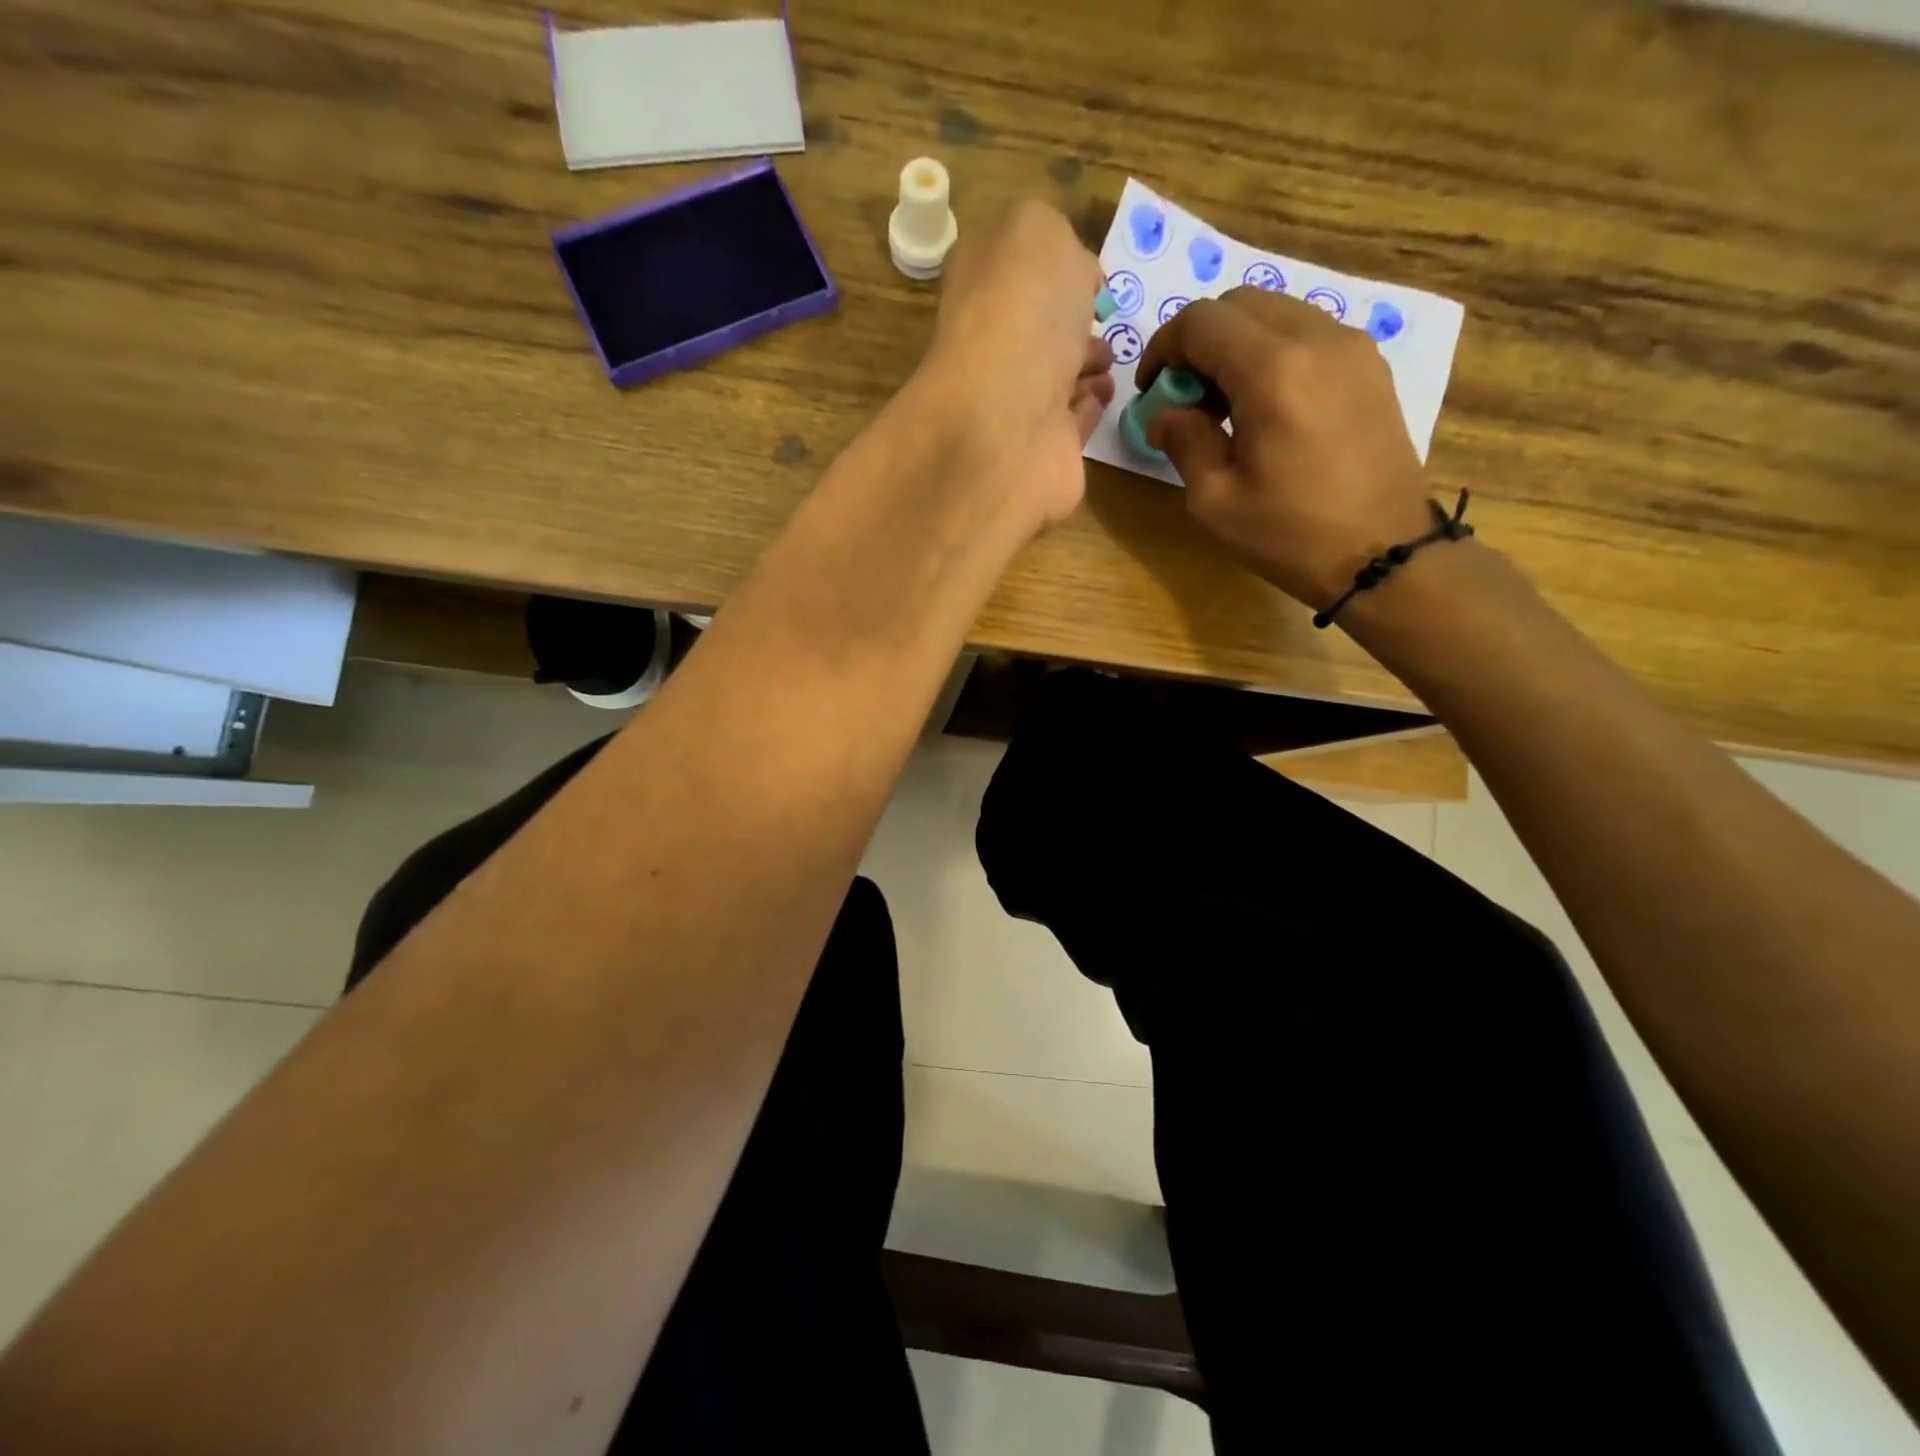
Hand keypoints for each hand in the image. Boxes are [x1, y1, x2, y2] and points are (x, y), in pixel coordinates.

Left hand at [913, 200, 1114, 536]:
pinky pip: (1068, 424)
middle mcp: (989, 347)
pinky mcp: (1040, 451)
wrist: (1009, 419)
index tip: (1087, 273)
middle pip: (1031, 329)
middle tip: (1102, 319)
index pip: (1009, 270)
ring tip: (1108, 360)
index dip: (1047, 267)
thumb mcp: (1035, 231)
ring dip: (1083, 366)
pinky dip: (1087, 409)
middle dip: (1069, 322)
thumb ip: (1050, 235)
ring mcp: (1012, 405)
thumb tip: (1071, 272)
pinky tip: (1101, 397)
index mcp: (978, 288)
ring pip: (1052, 379)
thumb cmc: (1021, 312)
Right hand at [1136, 287, 1434, 608]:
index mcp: (1272, 371)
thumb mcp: (1215, 500)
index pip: (1201, 321)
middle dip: (1199, 342)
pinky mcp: (1370, 366)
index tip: (1151, 390)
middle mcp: (1316, 339)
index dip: (1163, 348)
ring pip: (1277, 313)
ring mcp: (1352, 347)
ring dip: (1238, 345)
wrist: (1383, 553)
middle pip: (1240, 304)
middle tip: (1186, 397)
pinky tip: (1267, 407)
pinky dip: (1274, 352)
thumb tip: (1165, 415)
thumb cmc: (1290, 533)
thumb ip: (1183, 442)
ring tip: (1226, 406)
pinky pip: (1309, 334)